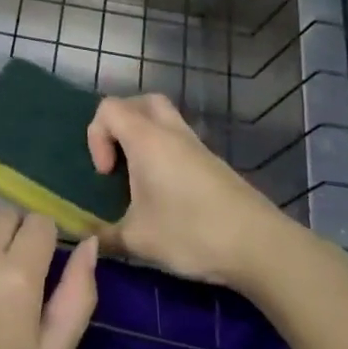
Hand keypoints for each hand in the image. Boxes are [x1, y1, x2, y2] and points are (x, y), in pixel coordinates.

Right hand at [88, 93, 284, 285]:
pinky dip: (165, 154)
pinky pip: (180, 142)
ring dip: (145, 138)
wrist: (260, 246)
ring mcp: (197, 147)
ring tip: (140, 178)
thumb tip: (87, 240)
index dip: (96, 135)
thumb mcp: (138, 240)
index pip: (109, 109)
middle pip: (141, 102)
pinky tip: (166, 193)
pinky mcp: (214, 164)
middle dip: (122, 124)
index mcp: (147, 140)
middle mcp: (172, 133)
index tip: (106, 173)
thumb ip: (104, 237)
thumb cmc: (191, 233)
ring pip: (164, 119)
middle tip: (119, 158)